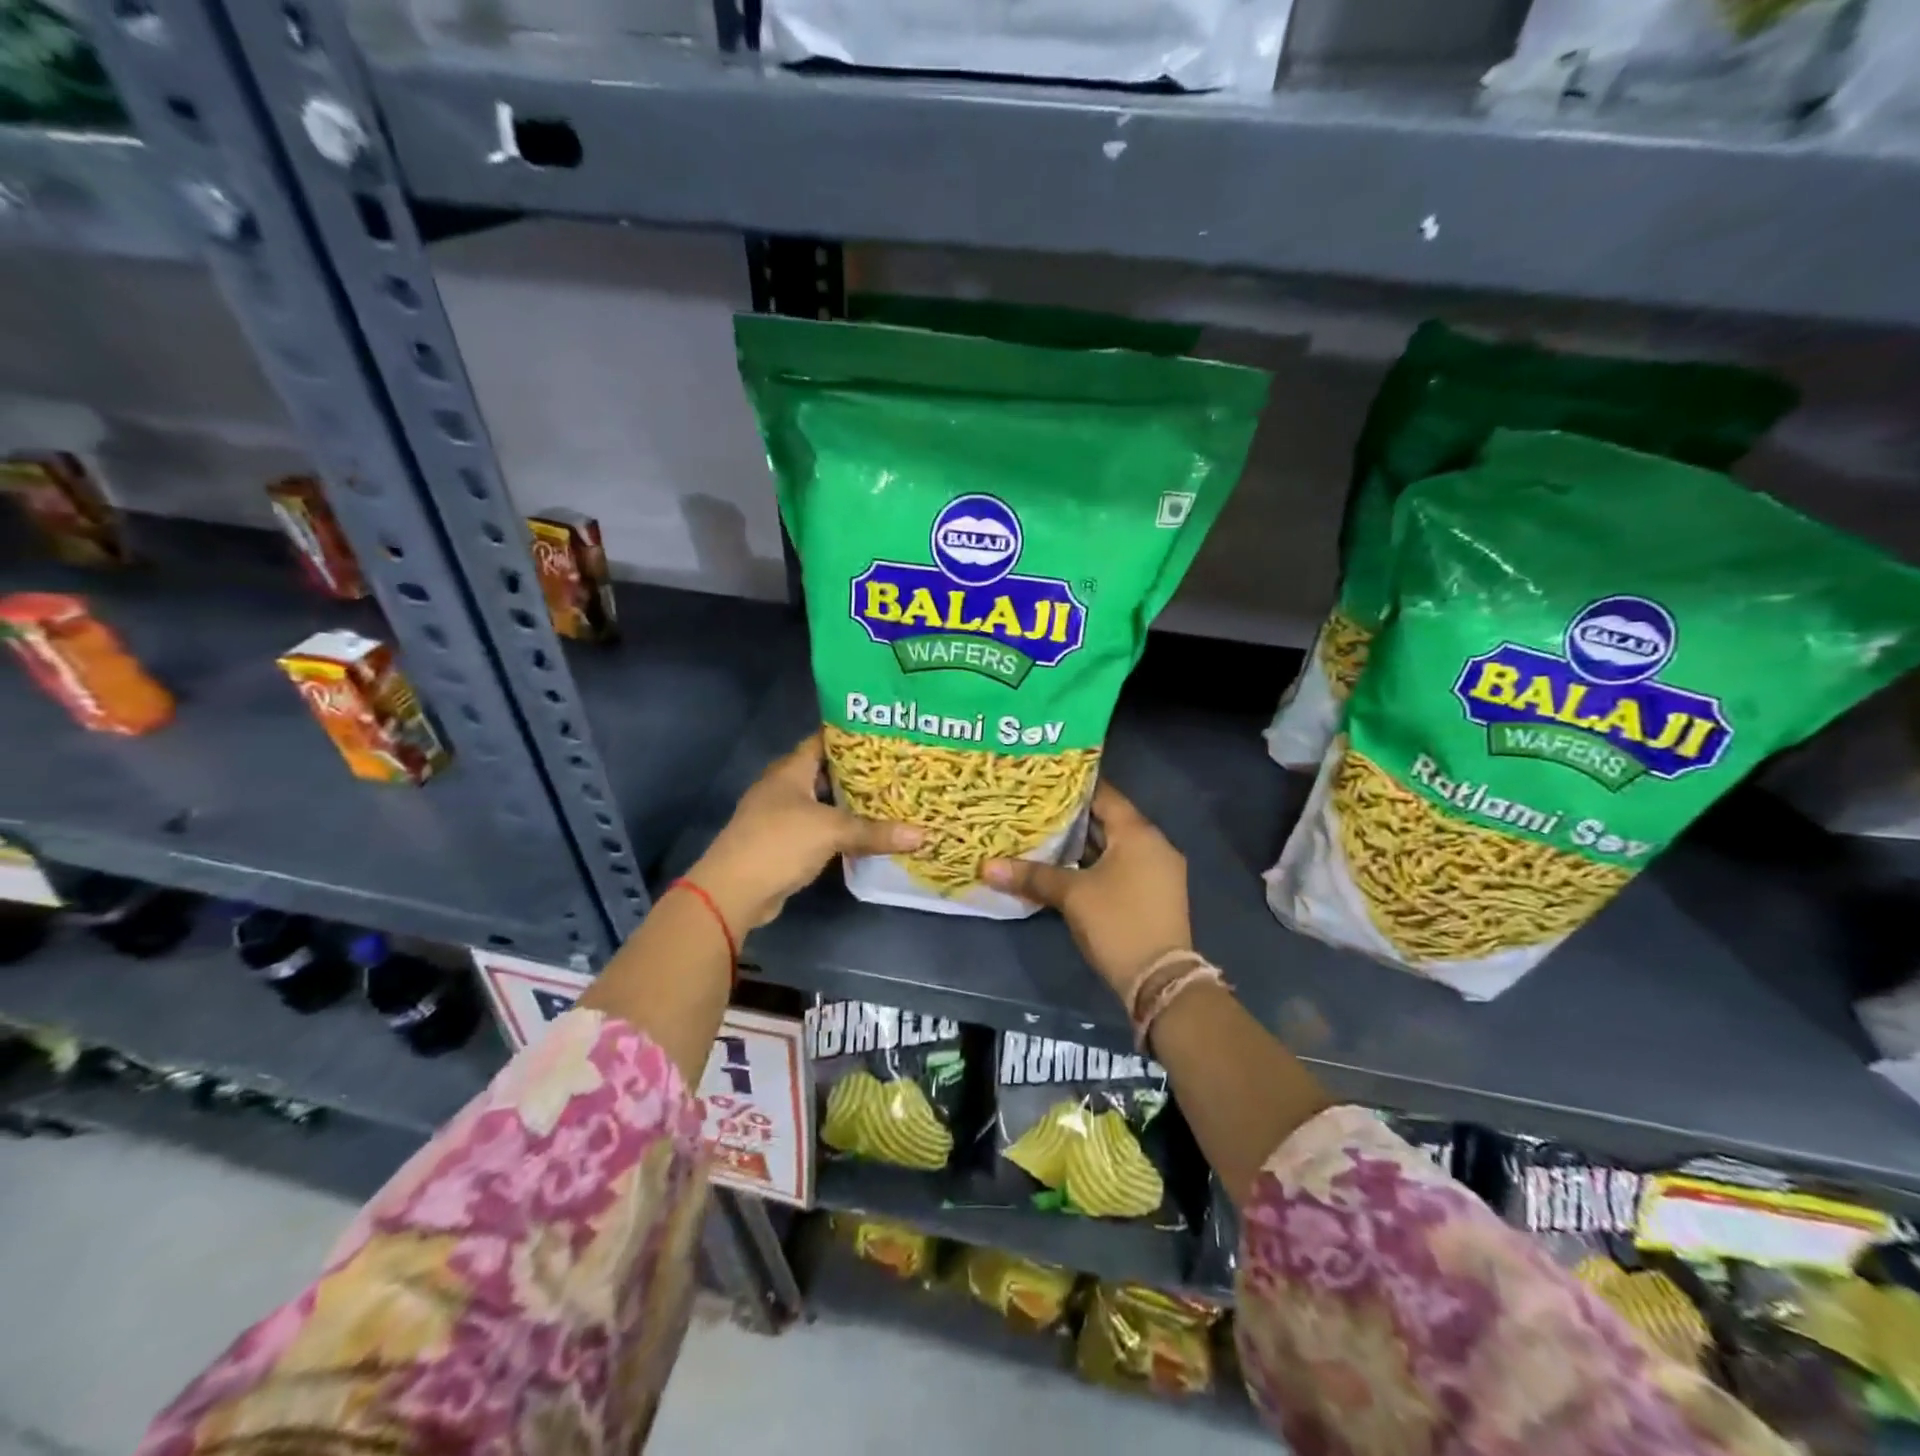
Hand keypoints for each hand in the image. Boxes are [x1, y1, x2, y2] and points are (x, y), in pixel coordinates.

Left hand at [688, 731, 922, 932]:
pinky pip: (819, 827)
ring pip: (824, 802)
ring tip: (890, 797)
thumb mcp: (831, 831)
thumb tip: (923, 835)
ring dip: (850, 803)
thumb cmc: (779, 843)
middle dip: (859, 771)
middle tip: (897, 768)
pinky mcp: (784, 842)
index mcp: (790, 770)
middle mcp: (784, 787)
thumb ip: (874, 832)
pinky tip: (867, 832)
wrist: (734, 891)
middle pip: (826, 771)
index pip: (823, 740)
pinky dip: (841, 828)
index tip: (887, 734)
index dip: (853, 735)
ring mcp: (782, 815)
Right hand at [982, 780, 1190, 1002]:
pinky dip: (1098, 863)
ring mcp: (1159, 871)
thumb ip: (1032, 876)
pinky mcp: (1156, 894)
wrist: (1160, 980)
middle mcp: (1154, 845)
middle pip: (1110, 820)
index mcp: (1138, 833)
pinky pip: (1123, 865)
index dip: (1074, 787)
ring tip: (1046, 834)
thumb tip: (987, 867)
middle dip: (1074, 817)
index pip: (1105, 795)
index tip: (1044, 780)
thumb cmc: (1117, 923)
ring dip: (1084, 843)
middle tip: (1037, 807)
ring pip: (1116, 846)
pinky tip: (1069, 867)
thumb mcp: (1072, 896)